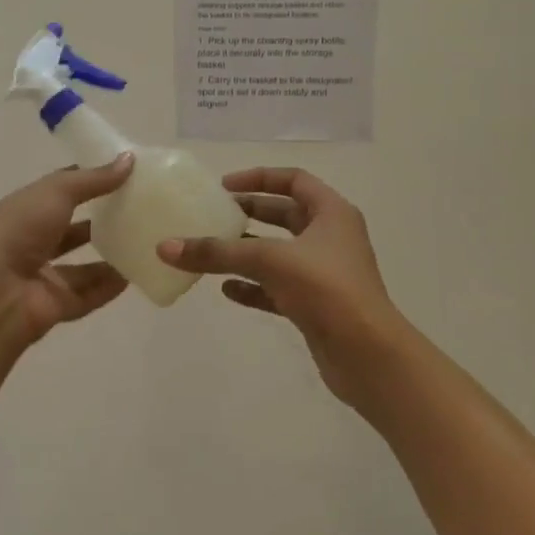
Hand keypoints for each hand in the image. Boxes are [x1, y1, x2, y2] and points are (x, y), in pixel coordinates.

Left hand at [0, 155, 134, 348]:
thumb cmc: (20, 230)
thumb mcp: (56, 192)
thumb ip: (94, 179)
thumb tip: (129, 159)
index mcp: (27, 208)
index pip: (62, 190)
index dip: (91, 179)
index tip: (126, 171)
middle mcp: (34, 240)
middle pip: (74, 228)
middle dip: (102, 218)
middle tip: (141, 208)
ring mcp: (45, 275)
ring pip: (84, 265)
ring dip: (111, 254)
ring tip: (146, 241)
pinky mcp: (58, 305)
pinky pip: (90, 293)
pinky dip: (111, 285)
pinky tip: (136, 273)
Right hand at [158, 167, 408, 404]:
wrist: (369, 357)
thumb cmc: (326, 290)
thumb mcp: (269, 261)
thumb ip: (217, 253)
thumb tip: (165, 247)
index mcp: (332, 213)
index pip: (293, 180)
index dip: (258, 178)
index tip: (224, 186)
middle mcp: (331, 238)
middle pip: (285, 215)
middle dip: (249, 213)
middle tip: (215, 215)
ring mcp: (325, 274)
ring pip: (279, 253)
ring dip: (247, 252)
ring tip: (211, 252)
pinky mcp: (316, 306)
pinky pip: (278, 288)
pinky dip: (253, 286)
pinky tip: (226, 291)